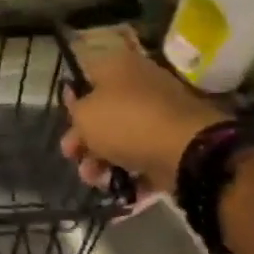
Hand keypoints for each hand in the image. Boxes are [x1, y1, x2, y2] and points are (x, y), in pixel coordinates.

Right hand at [60, 33, 223, 193]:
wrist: (188, 150)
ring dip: (102, 159)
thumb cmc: (126, 122)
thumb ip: (74, 109)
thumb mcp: (84, 115)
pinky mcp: (176, 139)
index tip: (65, 120)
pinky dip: (131, 170)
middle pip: (103, 109)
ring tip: (95, 180)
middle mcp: (141, 83)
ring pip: (123, 134)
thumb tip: (78, 103)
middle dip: (84, 138)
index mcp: (118, 66)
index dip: (71, 98)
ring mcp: (161, 111)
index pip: (86, 75)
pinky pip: (145, 152)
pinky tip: (120, 187)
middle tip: (72, 157)